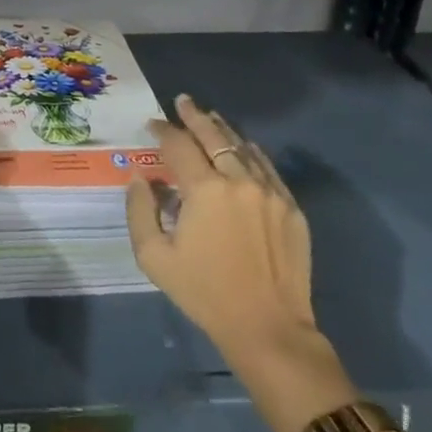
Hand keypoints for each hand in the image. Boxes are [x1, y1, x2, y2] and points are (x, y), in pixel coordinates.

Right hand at [126, 94, 316, 375]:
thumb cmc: (205, 293)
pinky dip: (251, 153)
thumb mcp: (154, 257)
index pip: (178, 145)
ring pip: (243, 147)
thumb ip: (140, 210)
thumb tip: (141, 178)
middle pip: (213, 136)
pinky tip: (244, 148)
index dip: (163, 130)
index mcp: (204, 190)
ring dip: (223, 131)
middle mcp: (239, 180)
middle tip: (183, 101)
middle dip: (194, 116)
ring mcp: (270, 193)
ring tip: (210, 118)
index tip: (152, 124)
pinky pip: (268, 168)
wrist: (269, 329)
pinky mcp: (291, 208)